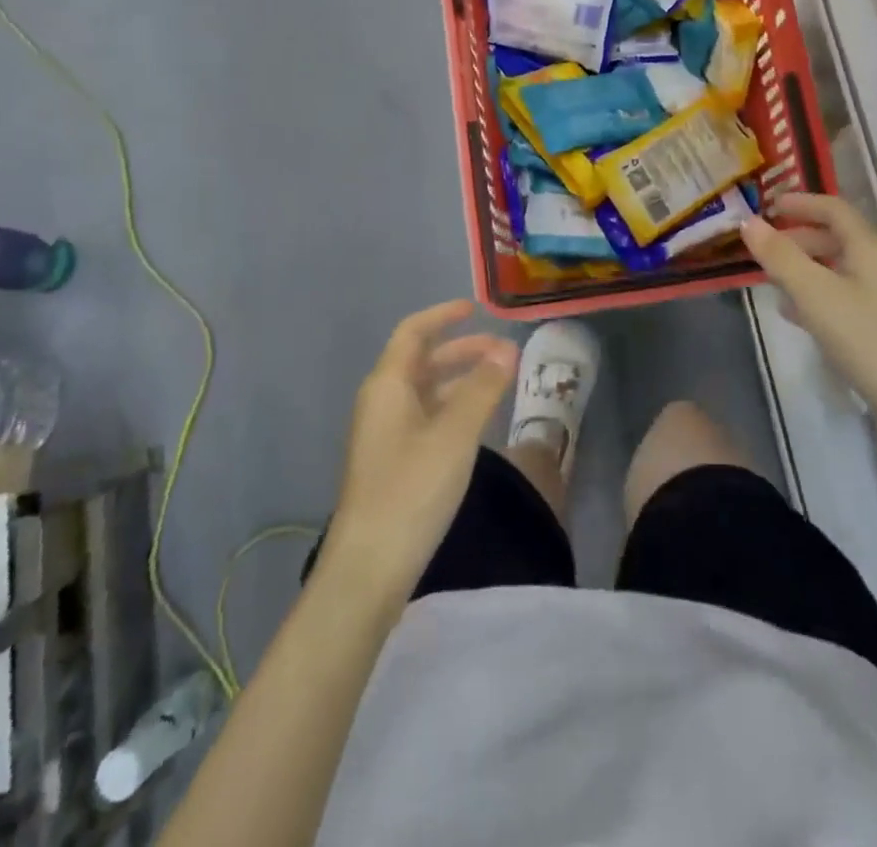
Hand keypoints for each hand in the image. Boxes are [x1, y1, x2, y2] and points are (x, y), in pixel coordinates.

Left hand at [321, 301, 516, 605]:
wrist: (369, 567)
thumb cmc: (411, 489)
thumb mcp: (454, 435)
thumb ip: (482, 389)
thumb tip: (507, 350)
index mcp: (388, 385)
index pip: (413, 332)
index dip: (443, 316)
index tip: (476, 309)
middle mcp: (381, 401)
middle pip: (421, 360)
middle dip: (462, 350)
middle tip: (503, 352)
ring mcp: (384, 433)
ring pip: (425, 390)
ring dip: (459, 380)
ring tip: (499, 383)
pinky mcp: (392, 461)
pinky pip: (425, 417)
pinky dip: (452, 407)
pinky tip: (477, 422)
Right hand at [741, 193, 876, 436]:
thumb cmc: (868, 339)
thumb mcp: (814, 294)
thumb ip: (780, 256)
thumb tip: (748, 221)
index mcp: (868, 248)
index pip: (834, 208)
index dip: (801, 202)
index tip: (768, 206)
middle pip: (836, 237)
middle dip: (797, 236)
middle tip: (761, 245)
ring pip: (836, 268)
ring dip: (803, 266)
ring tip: (769, 277)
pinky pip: (841, 297)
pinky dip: (814, 295)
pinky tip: (793, 314)